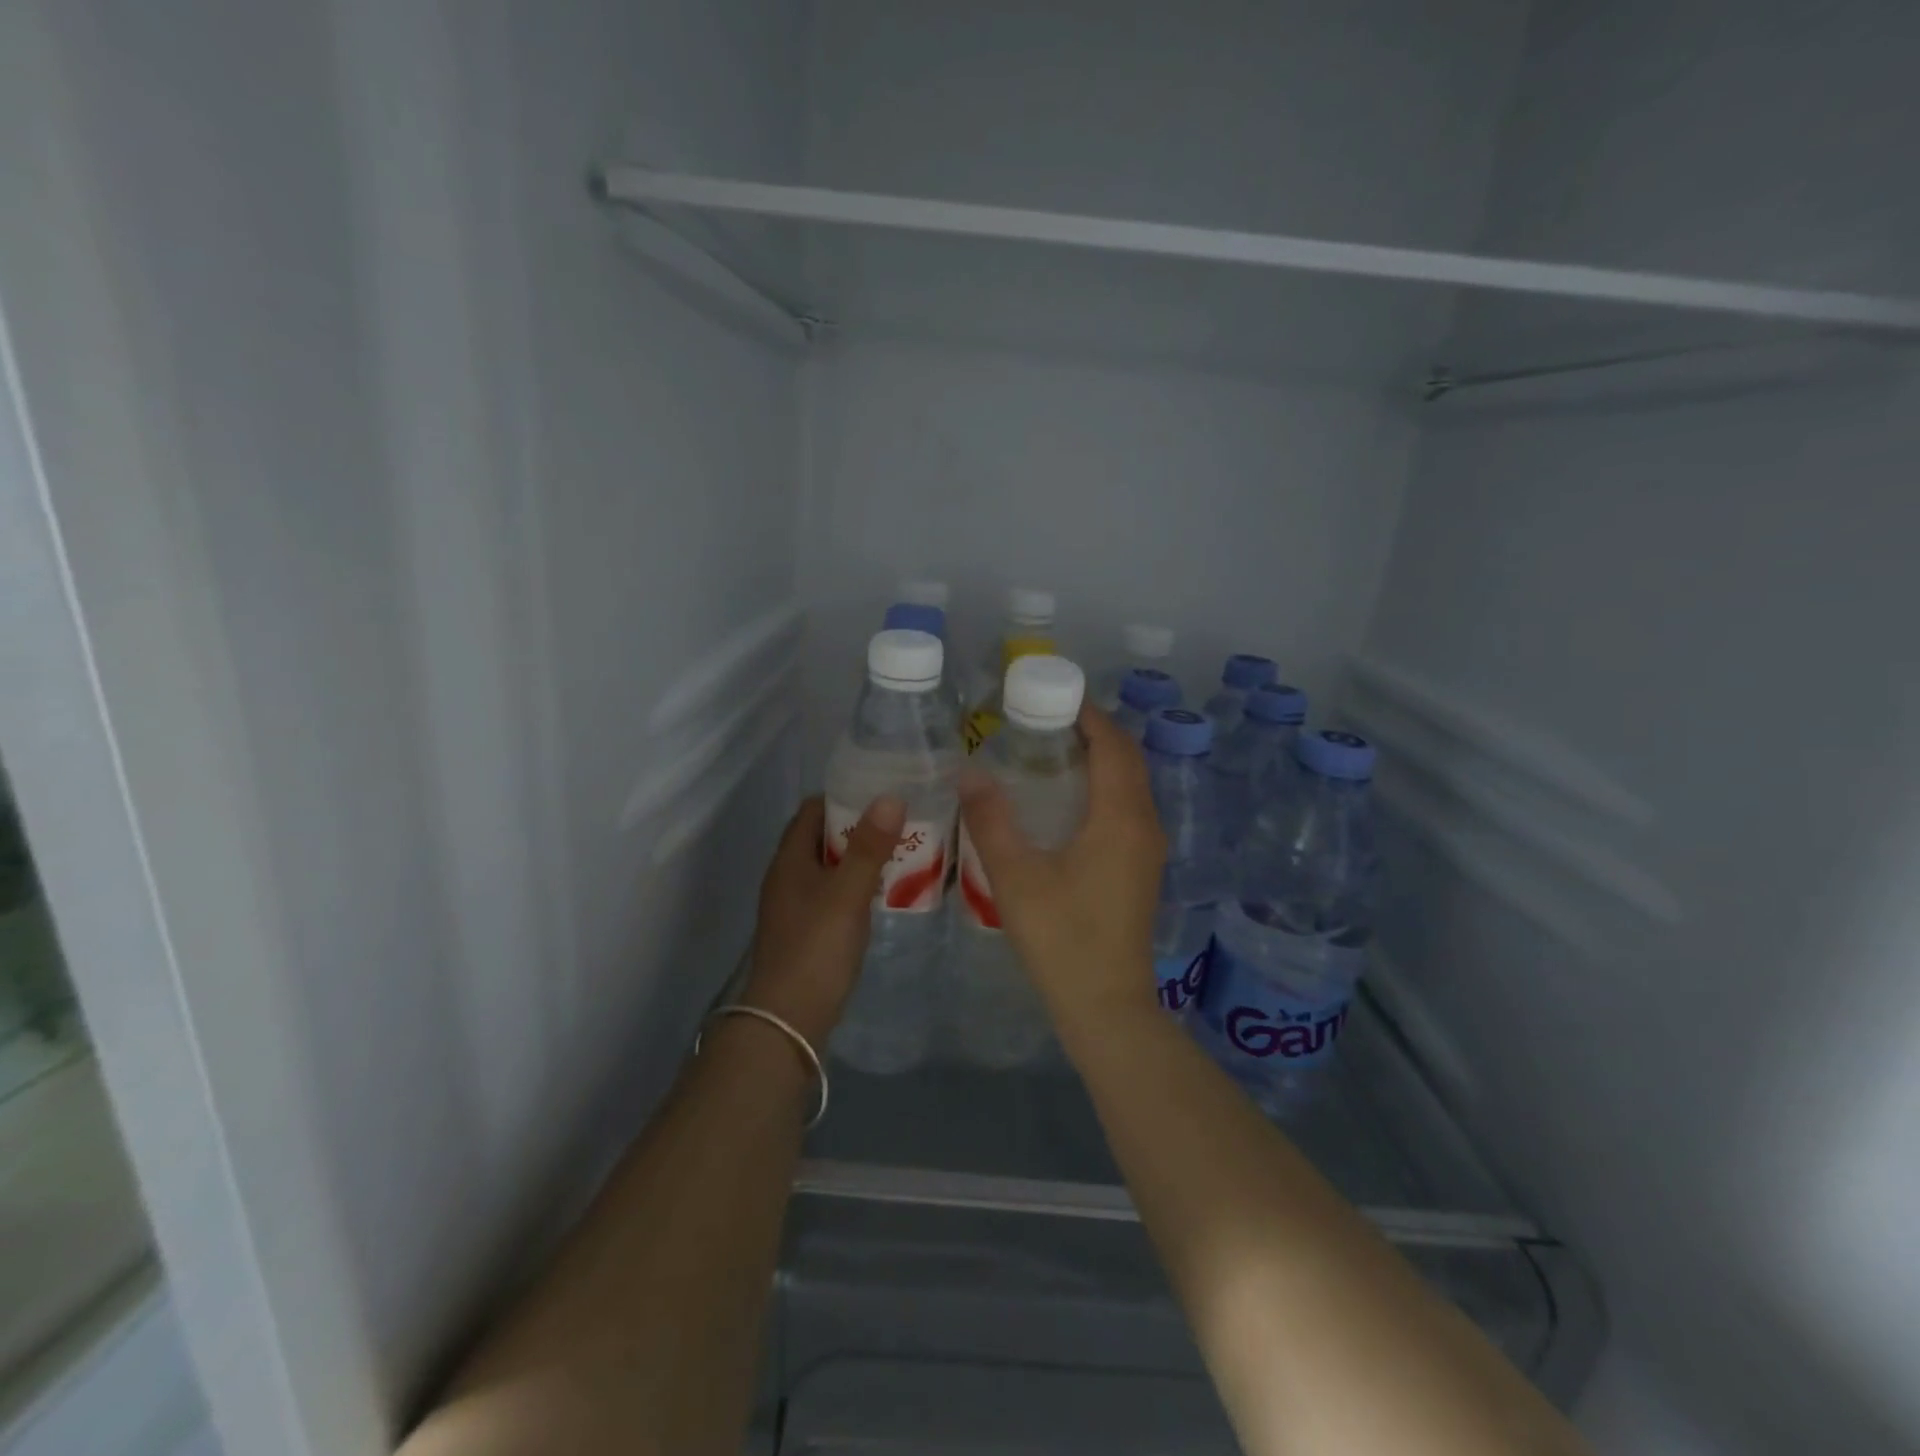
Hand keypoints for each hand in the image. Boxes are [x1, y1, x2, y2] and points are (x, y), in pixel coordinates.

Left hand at [740, 794, 904, 1046]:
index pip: (812, 810)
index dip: (844, 797)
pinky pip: (833, 894)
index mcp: (789, 860)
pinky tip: (882, 894)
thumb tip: (889, 797)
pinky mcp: (806, 931)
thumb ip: (869, 847)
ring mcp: (795, 906)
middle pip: (822, 838)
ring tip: (900, 854)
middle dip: (859, 829)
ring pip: (830, 867)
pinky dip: (856, 886)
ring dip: (860, 859)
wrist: (788, 1021)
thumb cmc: (816, 948)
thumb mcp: (847, 894)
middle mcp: (787, 877)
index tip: (882, 795)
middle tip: (900, 824)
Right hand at [958, 704, 1166, 1047]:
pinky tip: (1064, 801)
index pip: (1113, 745)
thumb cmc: (1062, 938)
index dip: (1088, 714)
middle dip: (1092, 731)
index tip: (1050, 696)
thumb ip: (991, 819)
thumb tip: (970, 771)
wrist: (1106, 1006)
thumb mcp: (1016, 877)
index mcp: (1121, 817)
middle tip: (1041, 720)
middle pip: (1126, 759)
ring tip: (1048, 751)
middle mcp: (1144, 824)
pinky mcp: (1141, 868)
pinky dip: (1103, 787)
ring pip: (1130, 784)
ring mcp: (1148, 848)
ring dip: (1099, 759)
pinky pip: (1127, 807)